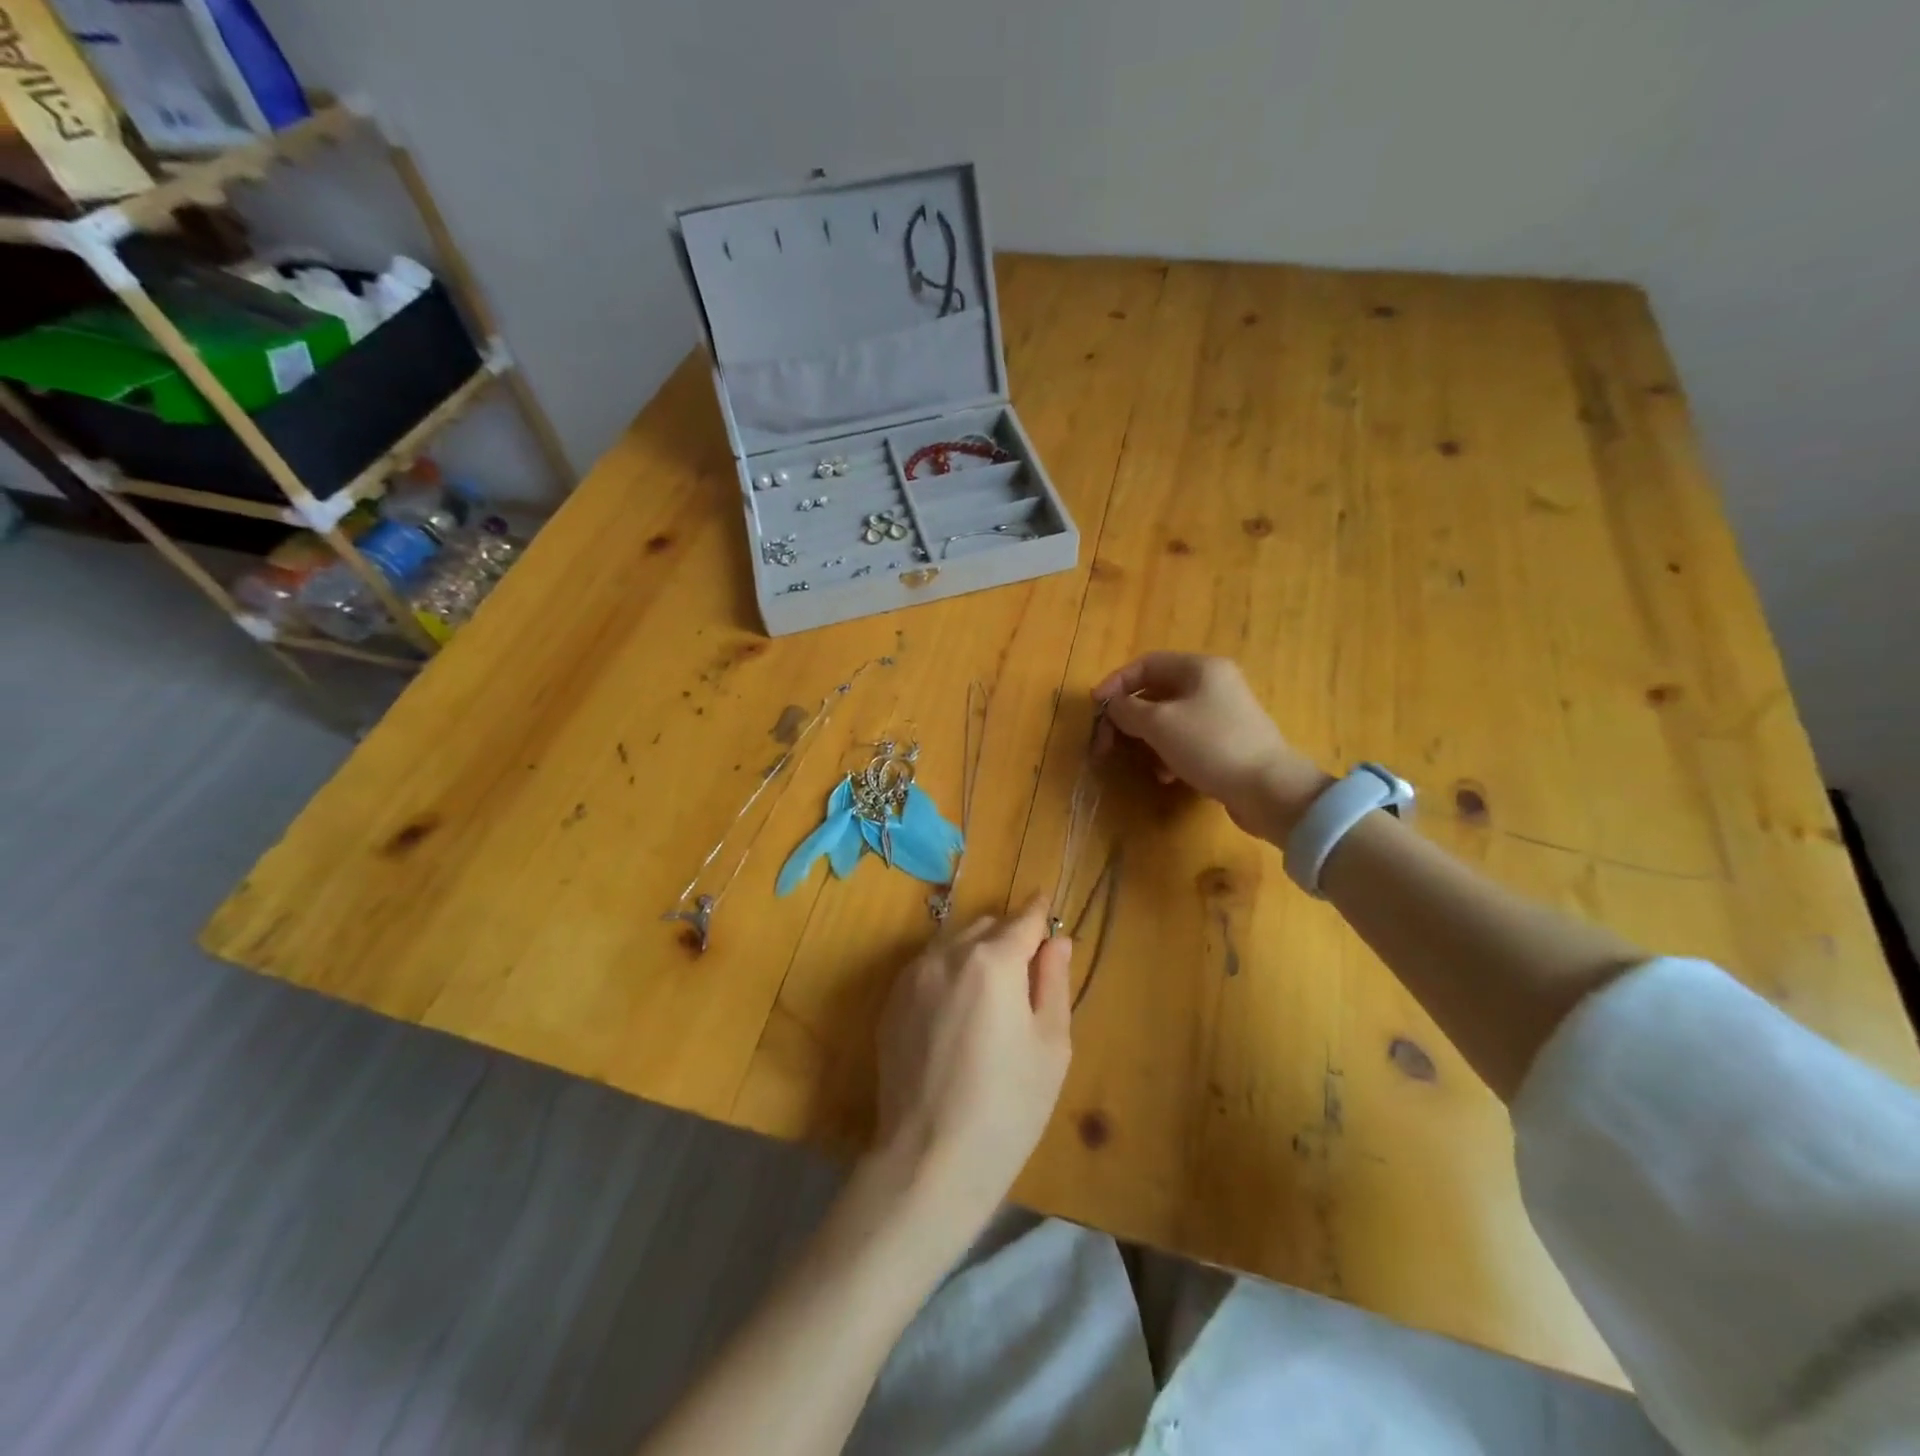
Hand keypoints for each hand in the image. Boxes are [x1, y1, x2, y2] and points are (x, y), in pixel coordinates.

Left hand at [872, 896, 1072, 1234]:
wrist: (929, 1158)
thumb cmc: (1007, 1106)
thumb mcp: (1051, 1045)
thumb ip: (1054, 981)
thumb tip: (1057, 941)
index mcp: (993, 960)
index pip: (1024, 919)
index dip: (1040, 914)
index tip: (1048, 910)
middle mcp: (947, 954)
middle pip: (987, 926)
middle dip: (1009, 937)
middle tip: (1026, 975)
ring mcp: (913, 976)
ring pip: (954, 943)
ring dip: (976, 954)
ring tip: (990, 998)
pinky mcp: (891, 1001)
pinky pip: (929, 968)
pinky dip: (949, 974)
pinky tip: (957, 1016)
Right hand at [1093, 652, 1326, 838]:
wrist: (1268, 789)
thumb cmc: (1210, 745)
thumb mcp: (1159, 724)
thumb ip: (1128, 710)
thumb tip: (1113, 706)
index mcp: (1199, 668)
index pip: (1146, 664)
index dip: (1115, 683)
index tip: (1095, 708)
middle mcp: (1213, 683)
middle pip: (1156, 692)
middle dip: (1128, 717)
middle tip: (1107, 742)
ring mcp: (1223, 713)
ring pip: (1170, 718)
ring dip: (1147, 738)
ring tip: (1138, 761)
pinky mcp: (1228, 741)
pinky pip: (1187, 739)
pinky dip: (1169, 753)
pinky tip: (1166, 776)